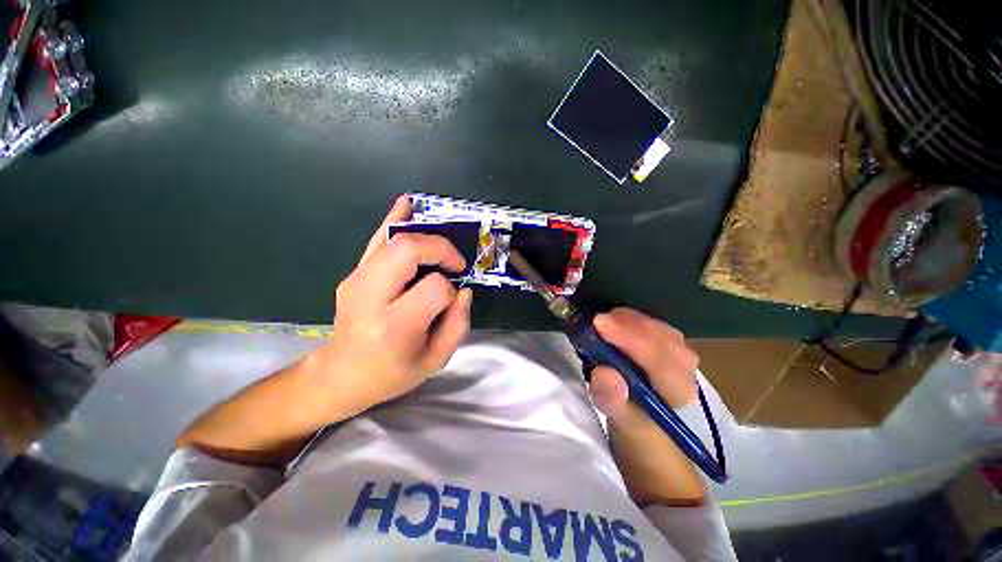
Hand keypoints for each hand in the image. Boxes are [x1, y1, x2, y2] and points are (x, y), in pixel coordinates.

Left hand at [174, 196, 471, 466]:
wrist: (341, 375)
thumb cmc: (392, 374)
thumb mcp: (434, 361)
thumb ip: (458, 324)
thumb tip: (463, 289)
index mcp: (394, 326)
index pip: (434, 288)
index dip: (450, 290)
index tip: (451, 300)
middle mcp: (371, 297)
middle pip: (409, 251)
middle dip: (440, 249)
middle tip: (454, 263)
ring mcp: (357, 281)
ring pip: (393, 240)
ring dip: (425, 237)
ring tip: (443, 248)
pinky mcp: (353, 274)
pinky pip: (375, 241)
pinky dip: (393, 220)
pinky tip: (406, 204)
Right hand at [586, 308, 704, 505]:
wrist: (649, 421)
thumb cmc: (634, 422)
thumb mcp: (619, 418)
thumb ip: (612, 399)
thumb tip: (604, 372)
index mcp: (678, 390)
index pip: (658, 357)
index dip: (628, 337)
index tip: (598, 323)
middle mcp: (686, 366)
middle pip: (658, 334)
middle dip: (624, 324)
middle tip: (594, 323)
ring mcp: (681, 351)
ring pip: (654, 325)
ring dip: (626, 321)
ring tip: (602, 326)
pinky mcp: (671, 342)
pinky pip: (651, 323)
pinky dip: (630, 320)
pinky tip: (616, 325)